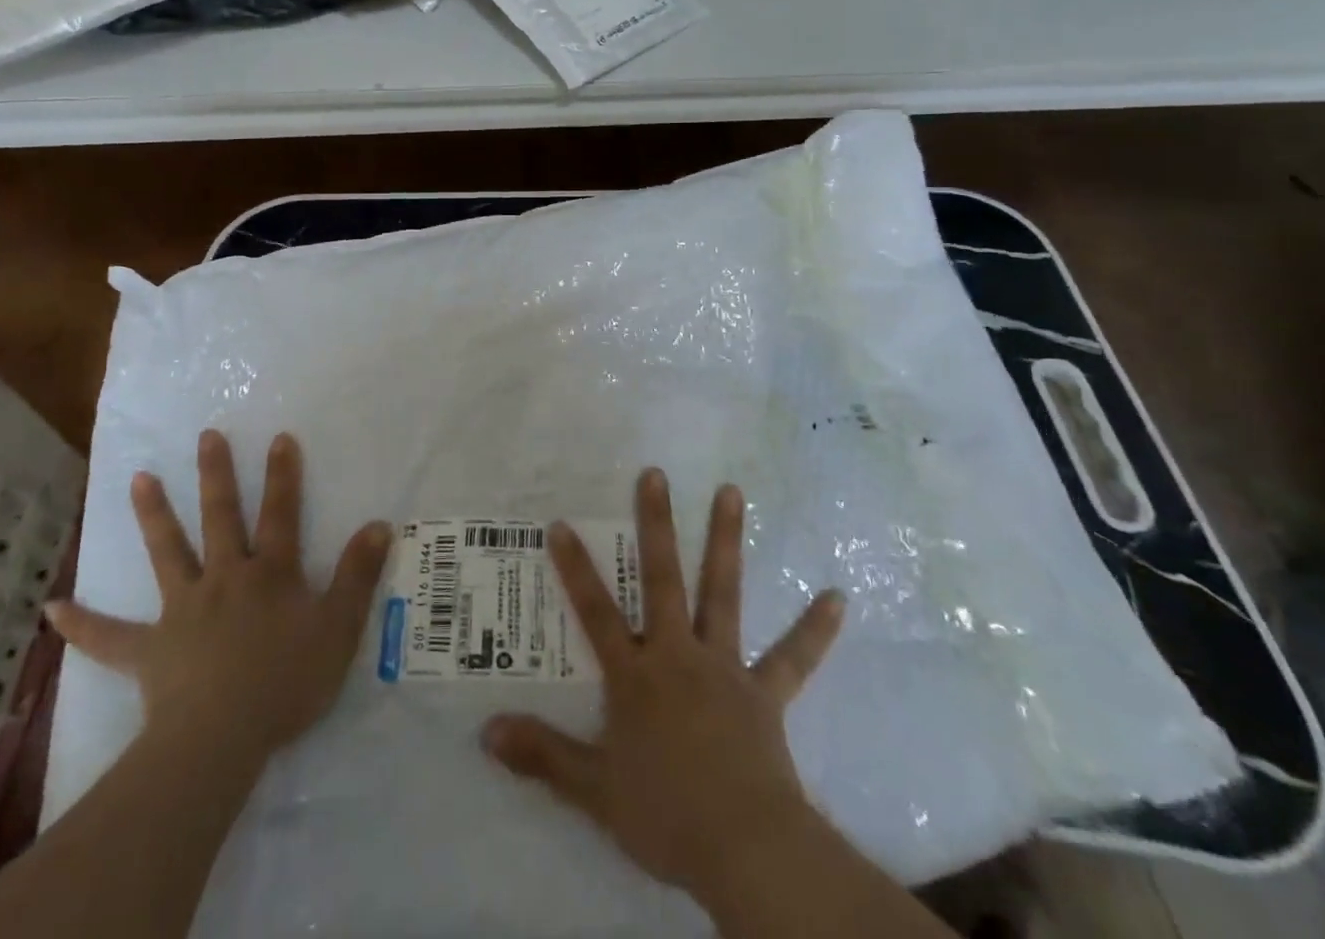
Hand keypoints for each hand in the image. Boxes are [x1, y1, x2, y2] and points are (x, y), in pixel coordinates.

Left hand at [46, 429, 392, 763]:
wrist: (220, 739)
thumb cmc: (285, 683)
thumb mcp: (338, 628)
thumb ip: (358, 575)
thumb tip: (379, 524)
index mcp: (269, 573)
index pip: (281, 513)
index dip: (283, 475)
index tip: (279, 437)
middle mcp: (224, 578)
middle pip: (220, 517)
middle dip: (216, 475)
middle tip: (206, 436)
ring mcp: (182, 610)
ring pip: (167, 553)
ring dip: (154, 515)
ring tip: (139, 479)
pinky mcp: (149, 650)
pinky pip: (108, 637)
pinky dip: (81, 624)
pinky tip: (51, 608)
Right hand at [484, 468, 843, 904]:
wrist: (743, 850)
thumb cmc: (664, 815)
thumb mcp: (592, 790)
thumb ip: (542, 756)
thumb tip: (485, 731)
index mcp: (636, 676)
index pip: (596, 612)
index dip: (576, 568)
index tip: (562, 523)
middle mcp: (678, 654)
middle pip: (663, 579)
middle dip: (656, 524)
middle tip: (656, 473)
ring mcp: (725, 667)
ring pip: (723, 593)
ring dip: (726, 540)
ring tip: (732, 491)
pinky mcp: (765, 693)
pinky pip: (793, 658)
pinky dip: (815, 629)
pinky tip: (839, 597)